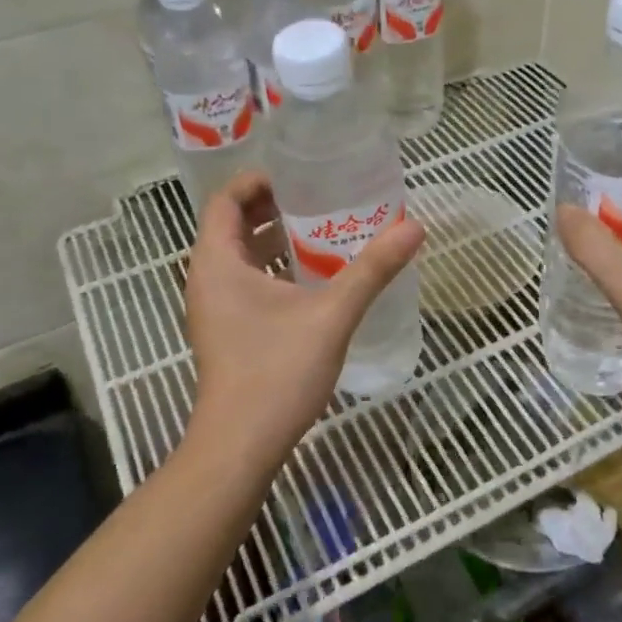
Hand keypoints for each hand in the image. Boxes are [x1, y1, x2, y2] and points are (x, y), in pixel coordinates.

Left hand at [184, 170, 424, 468]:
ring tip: (324, 229)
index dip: (258, 180)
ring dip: (276, 239)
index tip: (300, 175)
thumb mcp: (332, 314)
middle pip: (234, 224)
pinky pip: (246, 282)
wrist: (242, 445)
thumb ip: (372, 270)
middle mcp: (207, 278)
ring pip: (242, 256)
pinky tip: (315, 277)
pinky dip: (274, 269)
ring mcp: (214, 307)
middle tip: (321, 197)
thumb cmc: (277, 372)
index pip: (225, 199)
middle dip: (274, 207)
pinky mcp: (226, 330)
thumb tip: (414, 228)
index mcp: (216, 262)